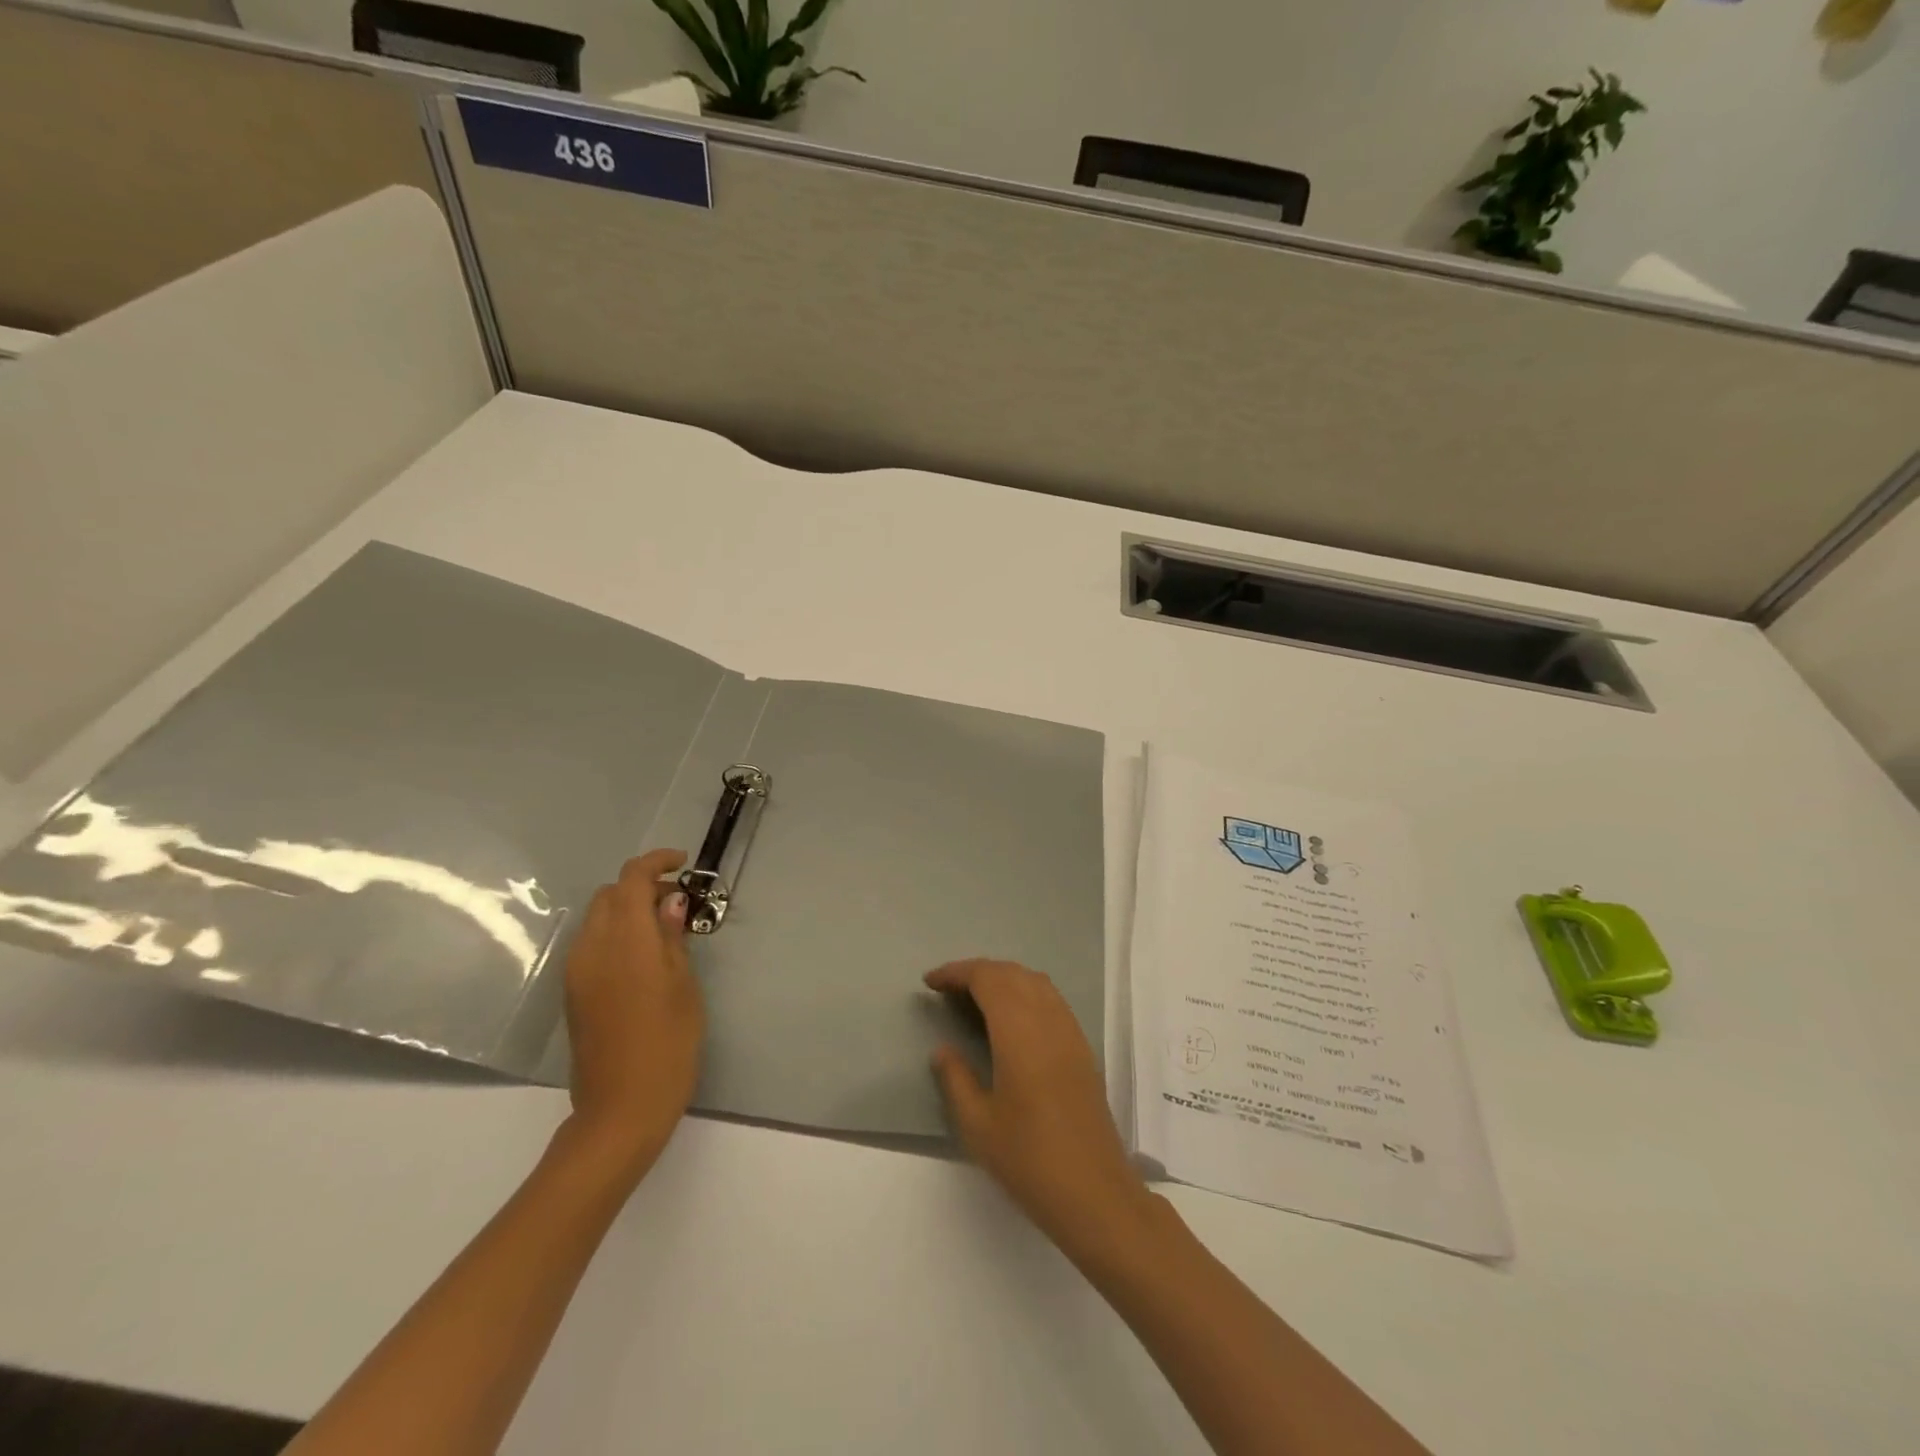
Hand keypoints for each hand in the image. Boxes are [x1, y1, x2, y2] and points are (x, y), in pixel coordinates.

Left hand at [562, 849, 703, 1179]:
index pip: (631, 880)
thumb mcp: (684, 986)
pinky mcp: (573, 992)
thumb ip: (672, 937)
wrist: (621, 1109)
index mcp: (626, 942)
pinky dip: (616, 933)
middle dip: (642, 886)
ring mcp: (577, 971)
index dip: (656, 862)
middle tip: (678, 902)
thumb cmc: (668, 1045)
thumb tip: (670, 901)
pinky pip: (592, 943)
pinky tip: (643, 957)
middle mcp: (593, 948)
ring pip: (598, 917)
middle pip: (610, 894)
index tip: (683, 863)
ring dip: (627, 910)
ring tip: (664, 929)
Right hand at [926, 959, 1154, 1258]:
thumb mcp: (977, 1125)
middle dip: (977, 971)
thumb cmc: (1029, 1160)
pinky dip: (1025, 993)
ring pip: (1035, 982)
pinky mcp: (1082, 1048)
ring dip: (1003, 978)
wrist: (1095, 1192)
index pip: (987, 978)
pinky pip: (1051, 1000)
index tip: (930, 982)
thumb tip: (943, 1049)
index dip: (956, 972)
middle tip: (947, 989)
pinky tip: (1011, 1020)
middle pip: (1011, 973)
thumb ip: (956, 1078)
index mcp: (1019, 1031)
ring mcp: (1070, 1031)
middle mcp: (1048, 1020)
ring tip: (975, 998)